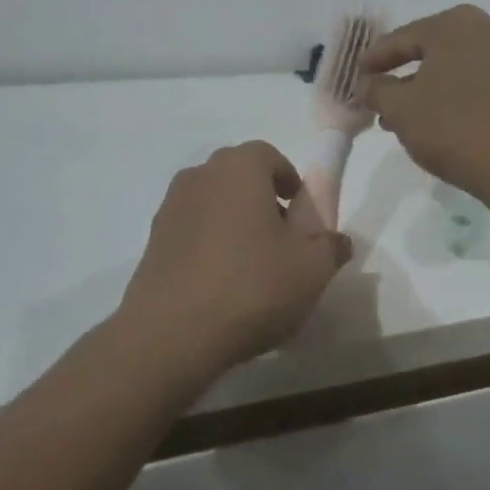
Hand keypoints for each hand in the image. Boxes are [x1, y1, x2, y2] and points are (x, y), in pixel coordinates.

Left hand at [116, 141, 351, 380]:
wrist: (171, 334)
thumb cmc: (251, 287)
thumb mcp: (312, 269)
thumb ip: (331, 246)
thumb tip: (337, 240)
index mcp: (239, 168)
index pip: (269, 156)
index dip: (290, 181)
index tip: (301, 214)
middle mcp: (200, 175)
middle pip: (239, 177)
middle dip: (263, 200)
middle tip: (282, 240)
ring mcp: (170, 207)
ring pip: (213, 203)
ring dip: (234, 222)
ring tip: (251, 266)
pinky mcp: (152, 241)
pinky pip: (192, 230)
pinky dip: (209, 245)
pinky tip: (220, 284)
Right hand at [360, 5, 489, 201]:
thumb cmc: (450, 128)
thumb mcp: (399, 108)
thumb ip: (375, 89)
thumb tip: (366, 84)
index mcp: (455, 24)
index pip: (401, 38)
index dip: (373, 59)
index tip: (354, 76)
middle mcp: (484, 28)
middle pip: (427, 49)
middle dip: (398, 73)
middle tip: (373, 92)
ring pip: (448, 66)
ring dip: (420, 87)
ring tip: (393, 116)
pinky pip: (469, 78)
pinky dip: (445, 92)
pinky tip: (425, 117)